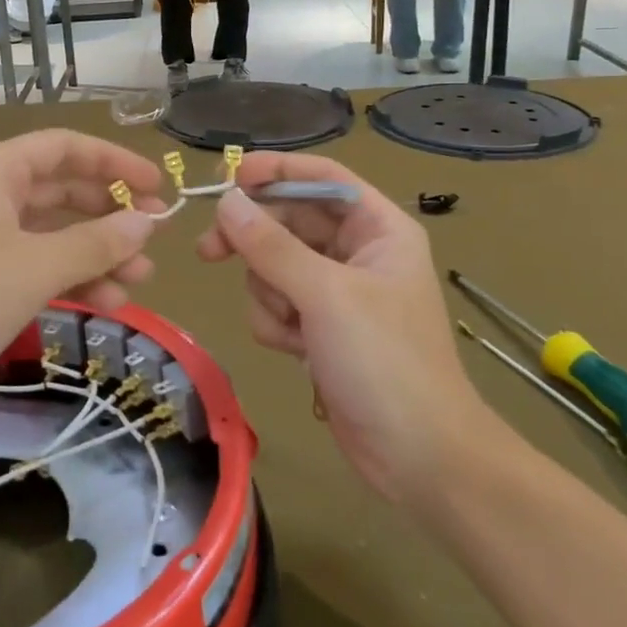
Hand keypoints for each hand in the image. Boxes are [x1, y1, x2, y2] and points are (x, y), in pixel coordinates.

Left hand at [0, 130, 163, 436]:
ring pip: (54, 235)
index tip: (160, 187)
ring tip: (139, 283)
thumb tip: (150, 220)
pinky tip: (105, 303)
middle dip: (111, 213)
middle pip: (62, 190)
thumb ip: (97, 241)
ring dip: (97, 253)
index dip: (115, 161)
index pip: (64, 147)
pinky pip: (38, 270)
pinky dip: (72, 280)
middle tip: (156, 241)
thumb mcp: (34, 265)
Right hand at [196, 153, 491, 507]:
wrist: (418, 455)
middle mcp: (357, 251)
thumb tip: (226, 202)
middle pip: (288, 220)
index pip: (322, 176)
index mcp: (377, 228)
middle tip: (208, 251)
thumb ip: (271, 246)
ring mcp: (337, 292)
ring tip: (290, 326)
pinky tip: (296, 351)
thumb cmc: (384, 361)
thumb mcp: (325, 295)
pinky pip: (277, 304)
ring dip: (269, 293)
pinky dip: (276, 323)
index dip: (276, 170)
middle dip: (254, 240)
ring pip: (274, 266)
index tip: (229, 176)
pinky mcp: (320, 328)